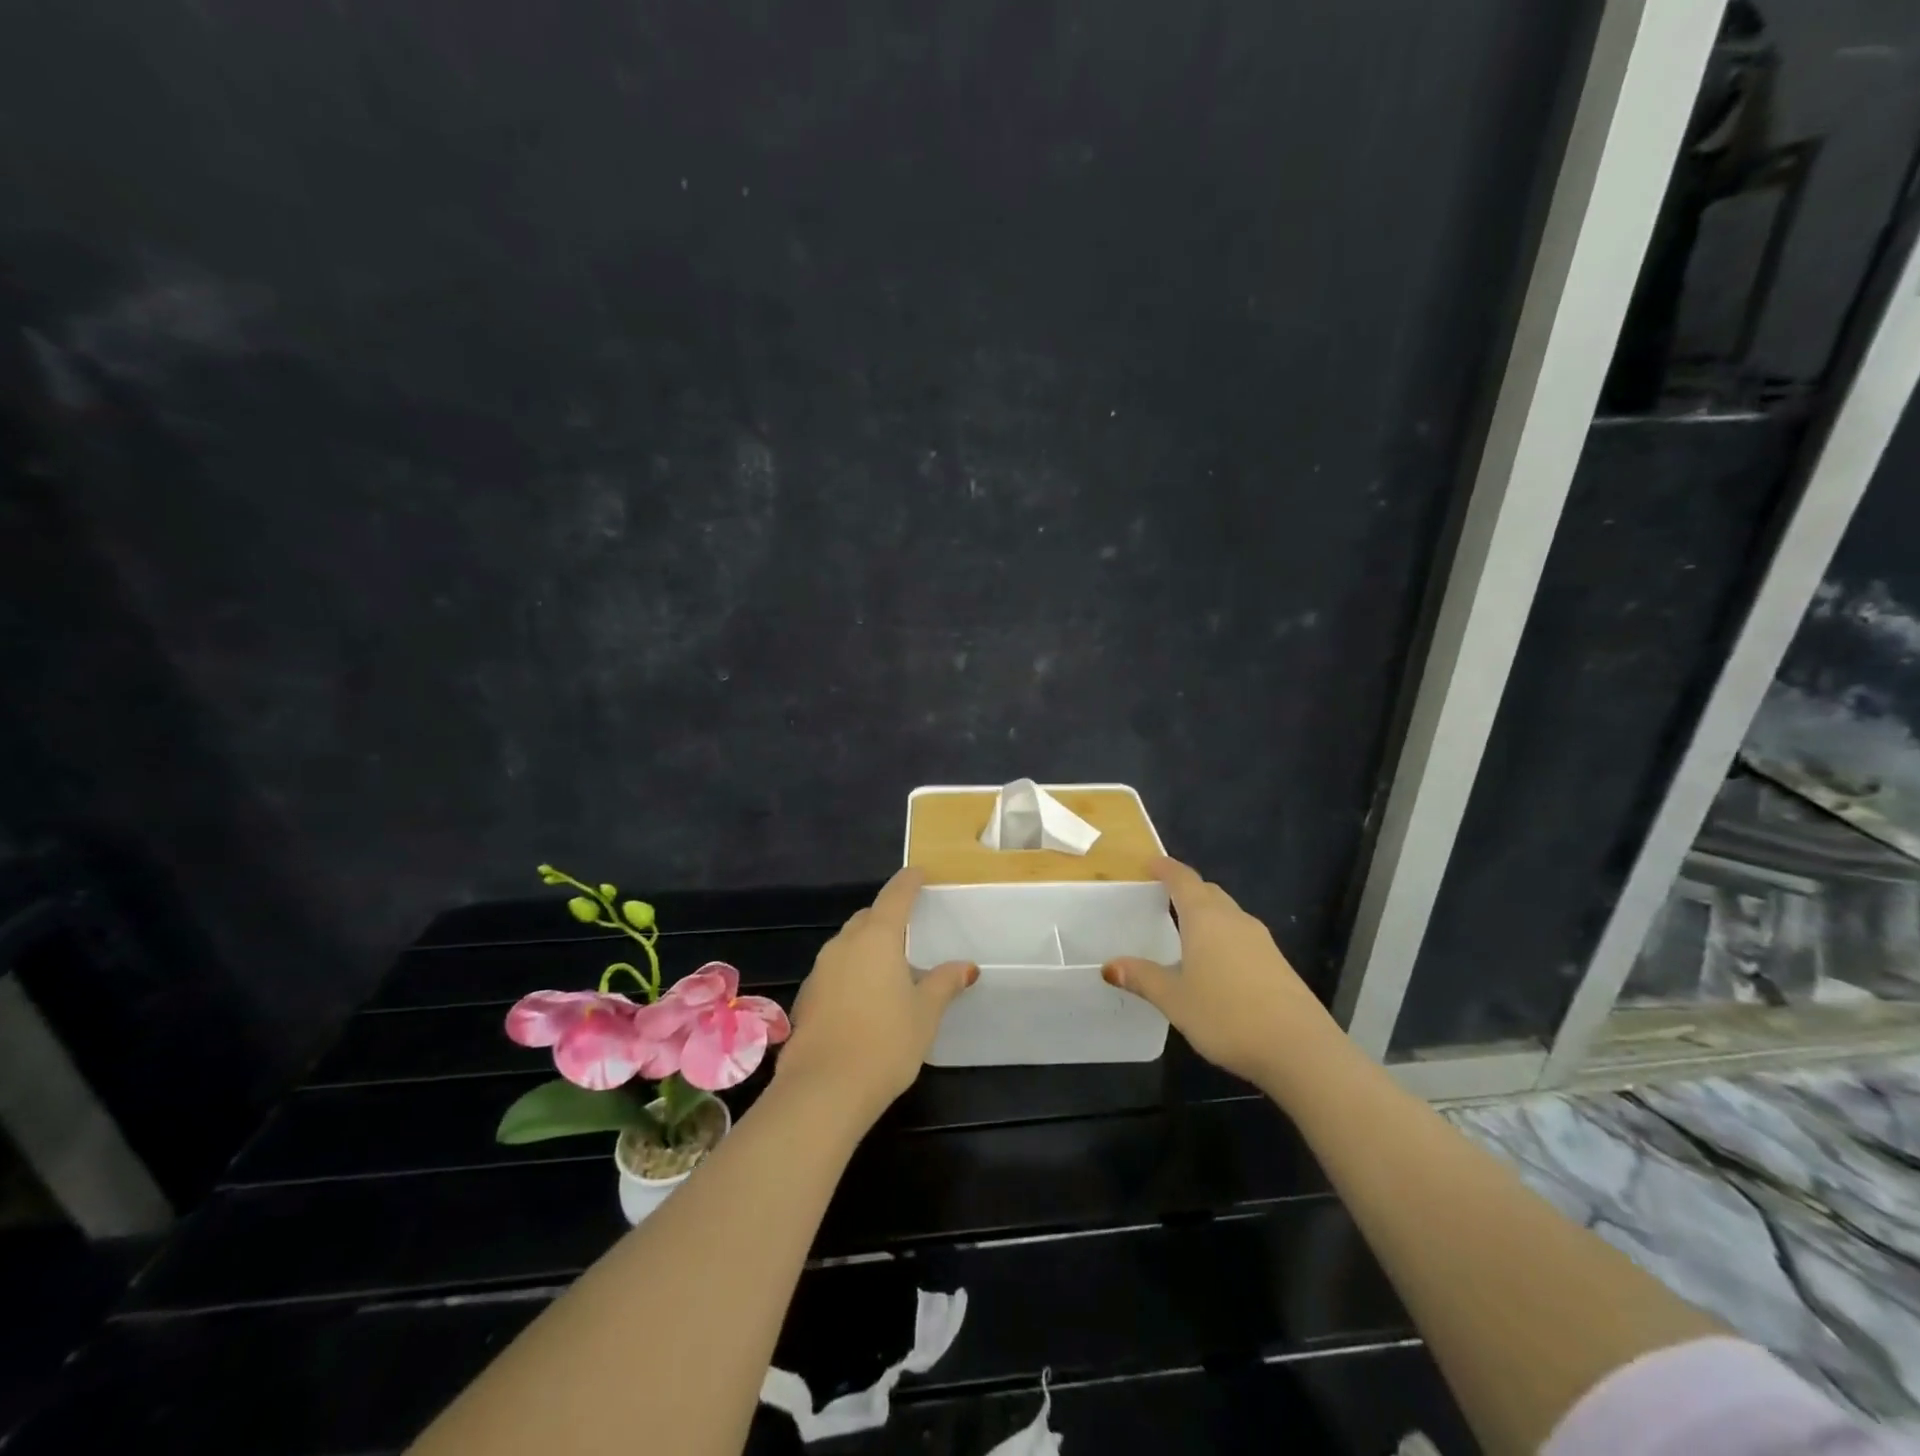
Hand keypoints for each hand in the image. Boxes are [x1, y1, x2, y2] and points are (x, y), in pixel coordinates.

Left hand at [777, 869, 975, 1118]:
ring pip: (847, 944)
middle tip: (908, 930)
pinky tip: (863, 998)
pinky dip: (851, 972)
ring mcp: (820, 969)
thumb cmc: (885, 1042)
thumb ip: (943, 983)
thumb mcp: (925, 1013)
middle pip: (867, 918)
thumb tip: (966, 966)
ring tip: (888, 967)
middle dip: (886, 916)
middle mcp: (844, 944)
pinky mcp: (806, 996)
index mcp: (877, 937)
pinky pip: (834, 970)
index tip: (918, 874)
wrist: (823, 1089)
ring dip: (866, 946)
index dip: (908, 882)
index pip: (895, 896)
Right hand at [1102, 857, 1340, 1089]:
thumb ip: (1143, 978)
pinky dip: (1223, 936)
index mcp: (1206, 918)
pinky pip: (1242, 936)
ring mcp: (1261, 940)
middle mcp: (1235, 920)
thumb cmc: (1226, 1016)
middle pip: (1208, 892)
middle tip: (1163, 898)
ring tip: (1185, 931)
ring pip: (1228, 914)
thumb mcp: (1175, 1000)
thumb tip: (1110, 966)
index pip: (1183, 880)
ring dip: (1207, 913)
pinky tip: (1215, 963)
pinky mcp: (1277, 963)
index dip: (1165, 869)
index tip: (1150, 864)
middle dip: (1186, 889)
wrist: (1300, 1049)